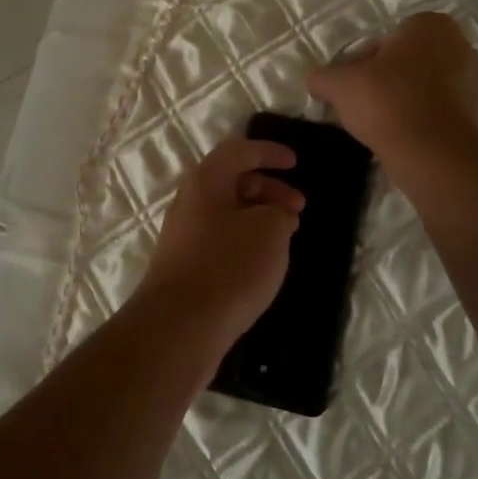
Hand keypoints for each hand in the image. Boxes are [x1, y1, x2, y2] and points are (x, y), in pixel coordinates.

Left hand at [138, 136, 304, 348]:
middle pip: (232, 182)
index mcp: (206, 181)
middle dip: (269, 189)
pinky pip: (220, 241)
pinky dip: (245, 242)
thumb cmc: (228, 266)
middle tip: (298, 208)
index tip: (295, 163)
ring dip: (258, 218)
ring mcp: (184, 236)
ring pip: (227, 214)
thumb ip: (280, 213)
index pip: (239, 151)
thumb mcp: (270, 231)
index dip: (269, 152)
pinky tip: (262, 265)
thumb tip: (275, 216)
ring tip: (285, 239)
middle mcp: (189, 202)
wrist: (179, 327)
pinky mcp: (185, 267)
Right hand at [306, 13, 477, 159]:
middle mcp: (464, 46)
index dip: (365, 65)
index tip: (355, 90)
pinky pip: (454, 117)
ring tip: (393, 132)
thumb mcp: (339, 85)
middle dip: (393, 82)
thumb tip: (315, 79)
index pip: (387, 40)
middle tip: (370, 111)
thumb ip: (323, 76)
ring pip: (436, 90)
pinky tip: (417, 145)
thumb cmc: (387, 103)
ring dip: (416, 104)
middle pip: (413, 64)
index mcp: (431, 26)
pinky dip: (436, 126)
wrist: (438, 155)